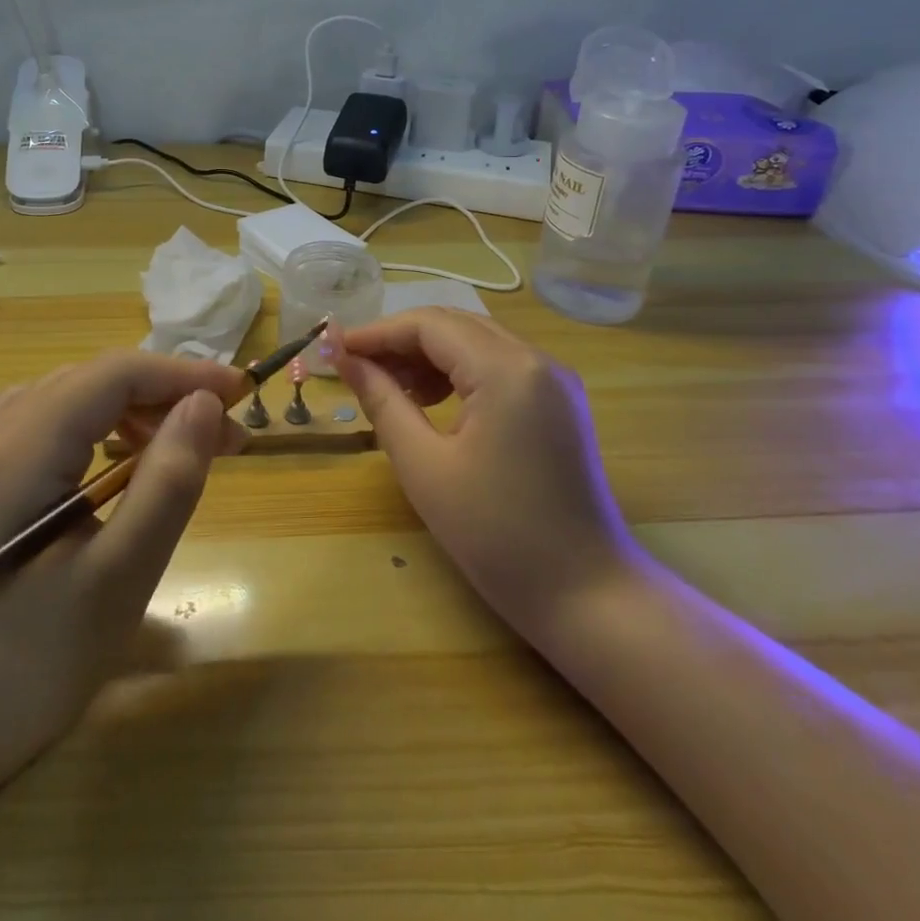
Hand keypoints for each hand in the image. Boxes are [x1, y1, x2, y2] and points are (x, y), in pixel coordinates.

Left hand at [0, 351, 245, 785]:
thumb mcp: (120, 576)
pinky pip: (57, 423)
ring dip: (139, 411)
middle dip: (167, 395)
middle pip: (96, 379)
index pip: (115, 374)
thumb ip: (167, 482)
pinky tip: (128, 468)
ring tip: (185, 450)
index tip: (243, 396)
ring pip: (77, 397)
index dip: (184, 374)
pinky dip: (105, 429)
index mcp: (22, 448)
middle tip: (226, 439)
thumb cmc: (32, 659)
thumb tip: (205, 405)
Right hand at [331, 308, 636, 638]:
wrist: (586, 595)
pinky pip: (497, 365)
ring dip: (427, 355)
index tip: (333, 351)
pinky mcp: (558, 402)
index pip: (429, 325)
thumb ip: (382, 401)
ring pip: (476, 342)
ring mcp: (554, 380)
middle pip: (454, 325)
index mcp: (507, 370)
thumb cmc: (496, 535)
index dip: (376, 333)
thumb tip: (343, 359)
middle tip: (354, 368)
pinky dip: (457, 372)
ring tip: (388, 388)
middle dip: (399, 341)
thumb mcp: (425, 466)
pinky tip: (430, 399)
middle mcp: (536, 360)